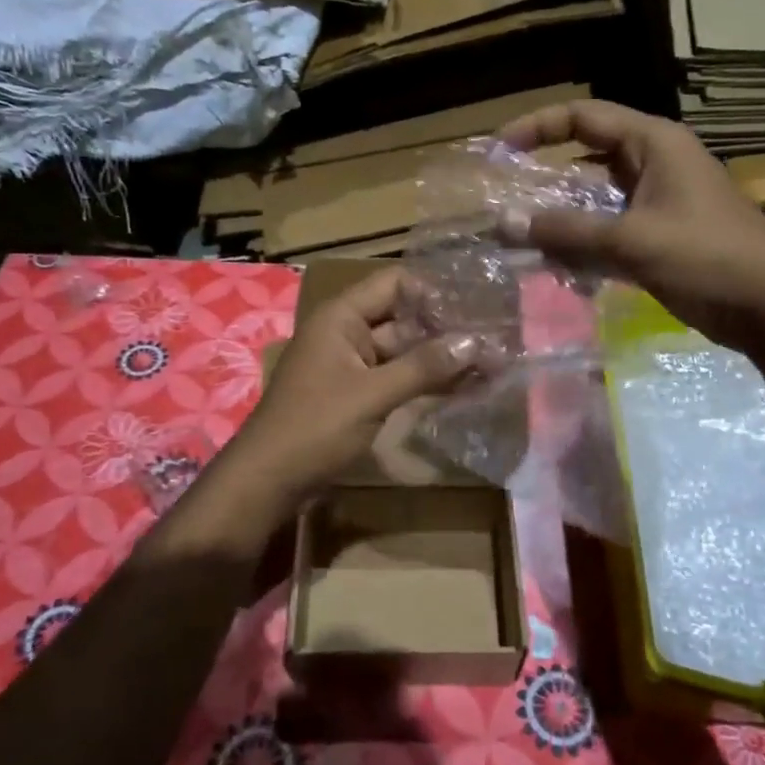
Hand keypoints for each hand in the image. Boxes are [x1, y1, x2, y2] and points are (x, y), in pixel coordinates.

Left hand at [219, 267, 475, 516]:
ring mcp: (353, 365)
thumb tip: (476, 342)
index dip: (434, 290)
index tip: (478, 302)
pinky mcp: (358, 395)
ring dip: (440, 357)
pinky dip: (425, 381)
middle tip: (495, 333)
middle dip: (446, 327)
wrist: (269, 480)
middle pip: (403, 318)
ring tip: (491, 360)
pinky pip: (397, 378)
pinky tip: (464, 386)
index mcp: (342, 317)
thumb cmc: (314, 427)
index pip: (395, 284)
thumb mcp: (371, 394)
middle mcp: (347, 333)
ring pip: (403, 351)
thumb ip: (423, 367)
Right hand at [497, 100, 764, 351]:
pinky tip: (560, 268)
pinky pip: (609, 230)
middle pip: (585, 158)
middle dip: (545, 180)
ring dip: (562, 219)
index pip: (583, 116)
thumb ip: (567, 232)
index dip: (536, 127)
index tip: (498, 152)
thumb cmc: (707, 258)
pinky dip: (583, 245)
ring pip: (595, 200)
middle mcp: (654, 164)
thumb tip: (504, 223)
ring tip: (525, 242)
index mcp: (653, 144)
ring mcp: (658, 201)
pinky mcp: (660, 235)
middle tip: (506, 202)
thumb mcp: (632, 241)